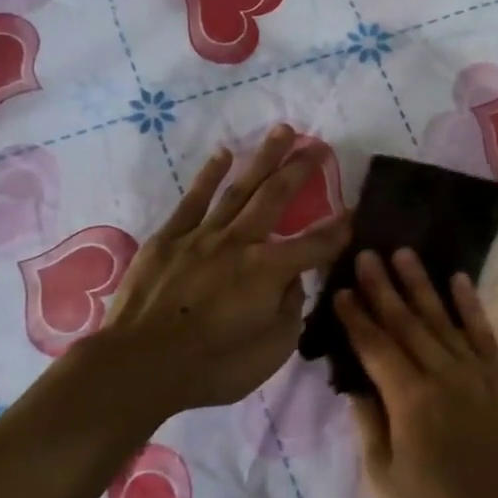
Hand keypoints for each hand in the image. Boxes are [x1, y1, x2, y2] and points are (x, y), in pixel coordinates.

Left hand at [87, 126, 349, 416]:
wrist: (140, 364)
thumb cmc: (213, 366)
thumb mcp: (271, 350)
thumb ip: (290, 310)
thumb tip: (293, 280)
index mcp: (269, 270)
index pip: (316, 245)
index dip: (340, 229)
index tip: (357, 212)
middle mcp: (240, 242)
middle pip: (276, 197)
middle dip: (301, 170)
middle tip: (317, 146)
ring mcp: (202, 236)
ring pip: (239, 188)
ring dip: (263, 159)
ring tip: (281, 132)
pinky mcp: (168, 239)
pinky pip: (193, 199)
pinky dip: (210, 175)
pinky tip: (223, 155)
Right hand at [333, 248, 497, 497]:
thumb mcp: (385, 482)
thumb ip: (369, 427)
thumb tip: (357, 386)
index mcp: (409, 399)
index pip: (375, 346)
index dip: (355, 317)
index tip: (340, 289)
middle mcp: (443, 375)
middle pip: (407, 323)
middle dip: (383, 288)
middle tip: (367, 255)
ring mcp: (478, 375)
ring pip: (443, 319)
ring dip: (422, 285)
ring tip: (404, 255)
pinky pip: (484, 334)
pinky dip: (471, 306)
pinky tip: (459, 281)